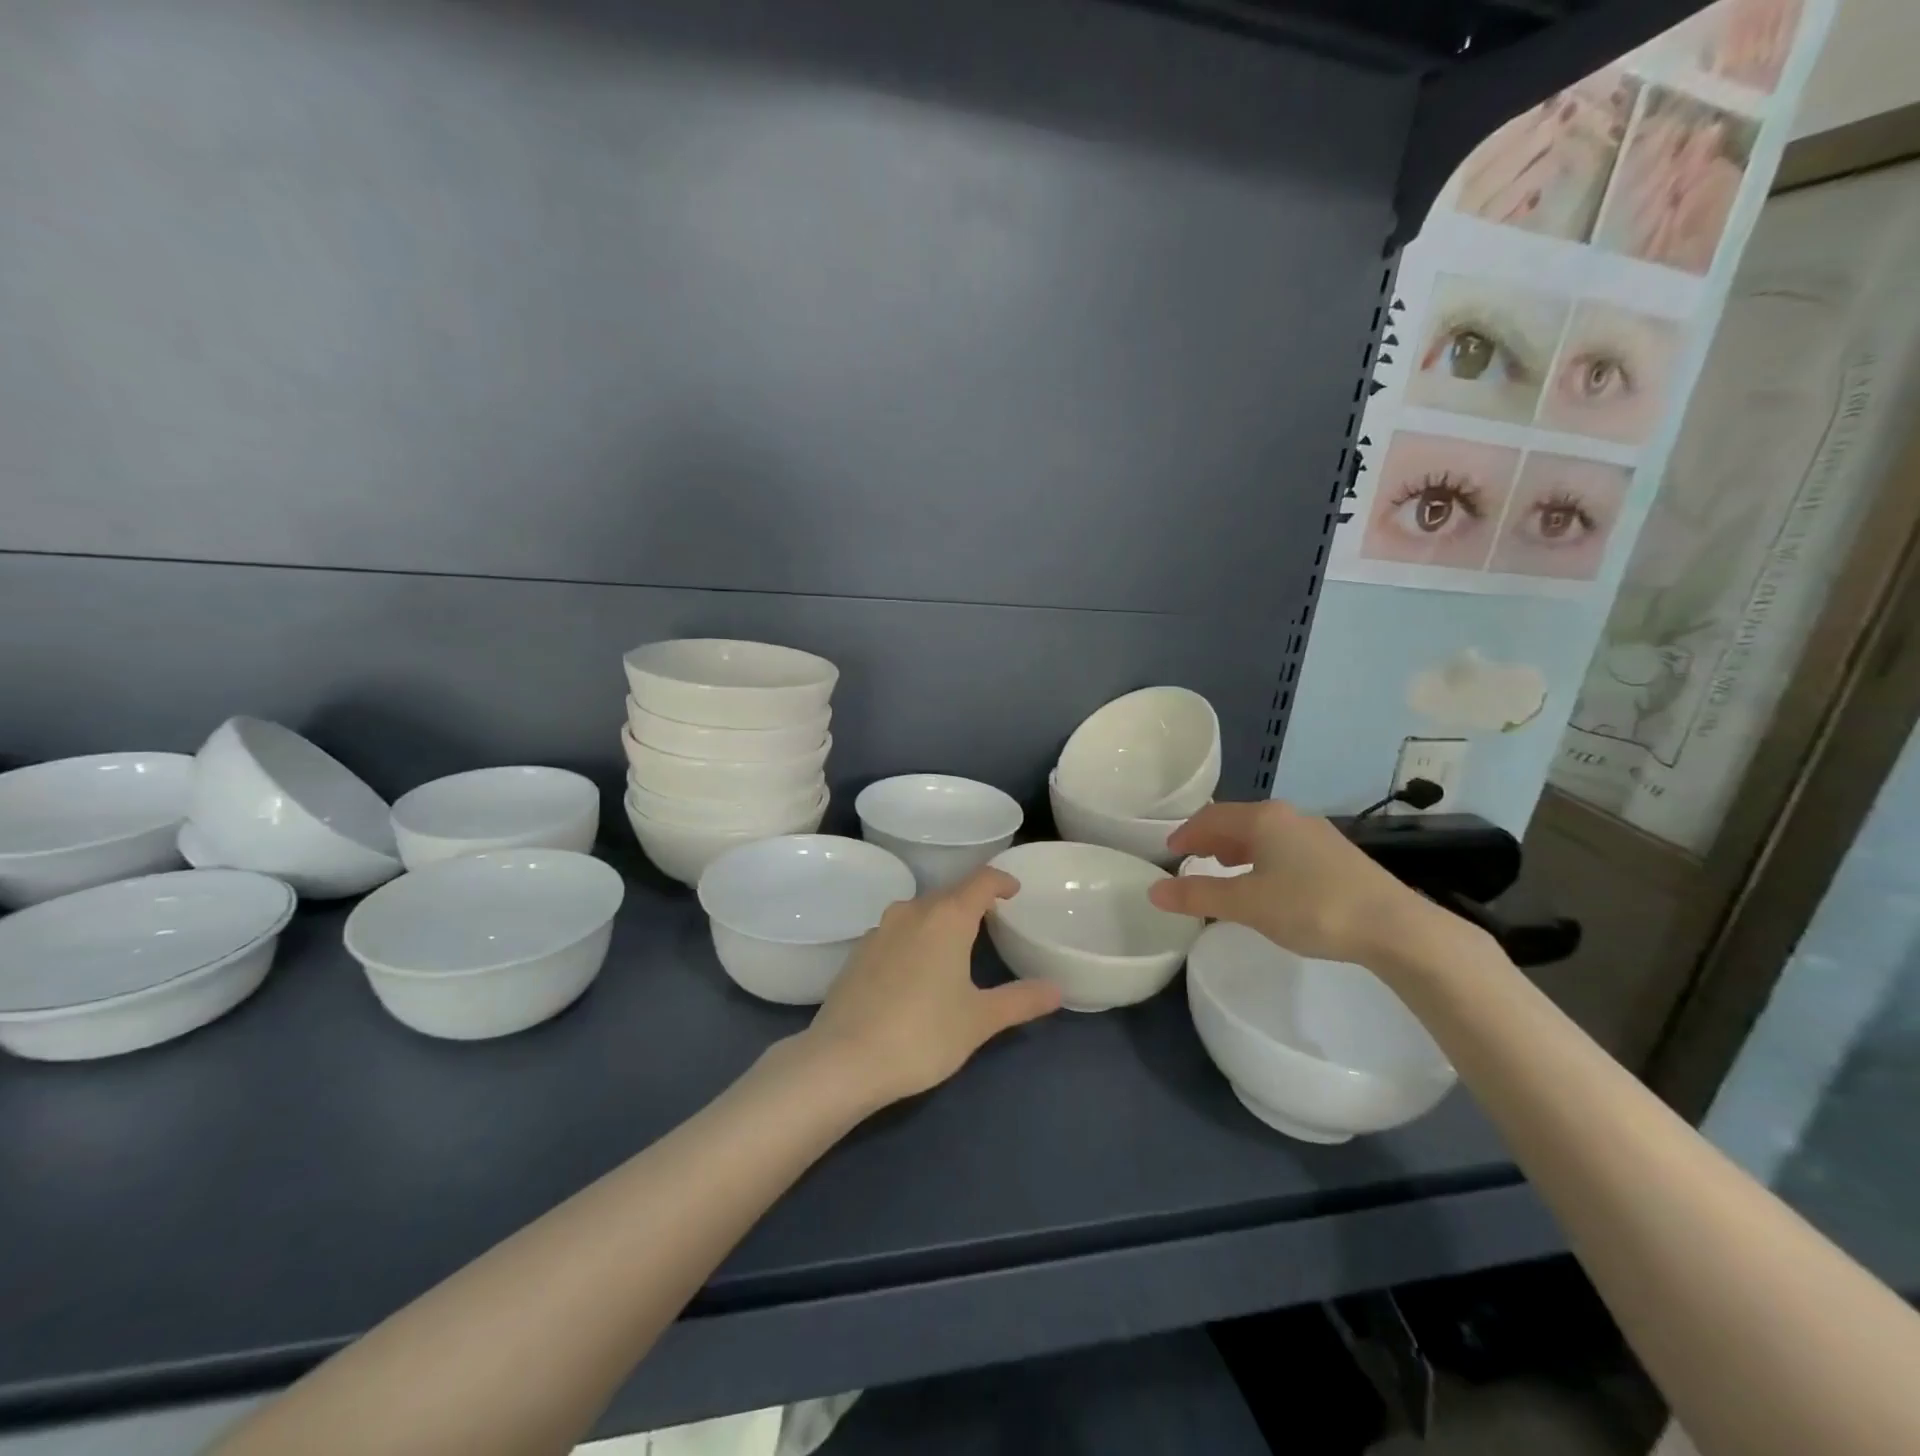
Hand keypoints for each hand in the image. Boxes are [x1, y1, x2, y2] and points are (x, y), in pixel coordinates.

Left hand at [804, 867, 1060, 1105]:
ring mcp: (879, 930)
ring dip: (940, 919)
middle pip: (948, 893)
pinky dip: (914, 939)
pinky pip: (895, 932)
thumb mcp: (979, 1020)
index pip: (981, 880)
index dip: (1001, 881)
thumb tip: (1057, 989)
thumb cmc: (922, 1034)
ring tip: (955, 943)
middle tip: (991, 920)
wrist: (843, 1059)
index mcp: (947, 917)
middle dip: (971, 901)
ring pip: (918, 911)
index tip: (1014, 890)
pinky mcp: (857, 953)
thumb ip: (1020, 1000)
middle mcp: (911, 911)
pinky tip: (916, 969)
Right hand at [1146, 801, 1432, 965]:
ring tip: (1222, 869)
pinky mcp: (1336, 855)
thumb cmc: (1311, 907)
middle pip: (1237, 821)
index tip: (1169, 853)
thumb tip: (1154, 891)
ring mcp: (1316, 834)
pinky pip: (1283, 847)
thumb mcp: (1247, 904)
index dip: (1186, 833)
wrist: (1394, 928)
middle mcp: (1289, 816)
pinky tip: (1267, 882)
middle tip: (1189, 860)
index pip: (1211, 817)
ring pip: (1263, 834)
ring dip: (1236, 849)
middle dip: (1209, 839)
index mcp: (1263, 818)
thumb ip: (1198, 896)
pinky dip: (1261, 858)